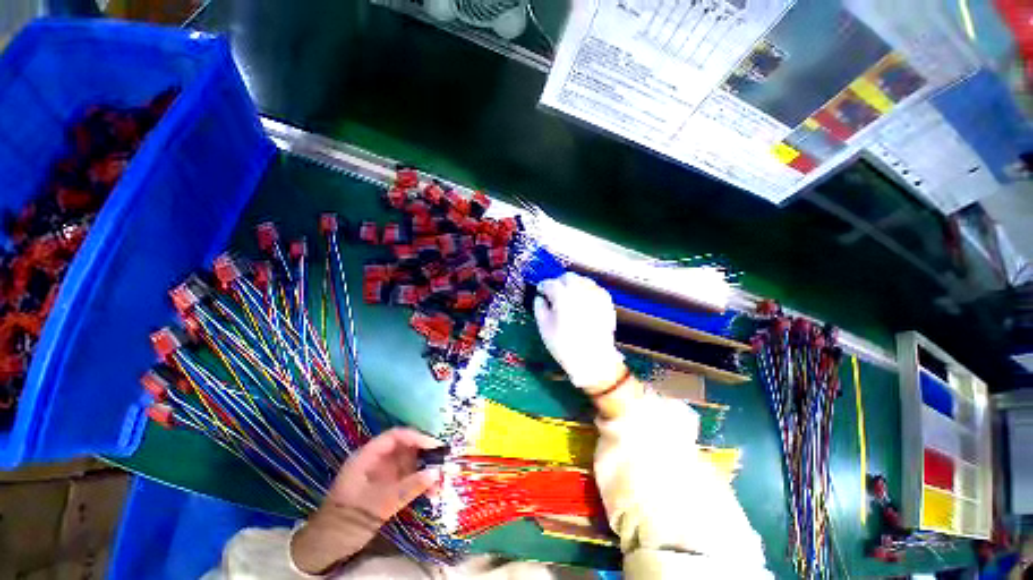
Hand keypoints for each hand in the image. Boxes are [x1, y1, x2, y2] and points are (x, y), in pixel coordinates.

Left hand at [290, 428, 442, 574]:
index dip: (416, 437)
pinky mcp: (385, 488)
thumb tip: (437, 473)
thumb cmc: (347, 521)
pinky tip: (430, 493)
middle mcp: (376, 461)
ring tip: (439, 485)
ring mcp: (381, 475)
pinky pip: (407, 479)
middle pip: (404, 449)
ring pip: (408, 464)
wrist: (325, 548)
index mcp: (367, 457)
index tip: (435, 446)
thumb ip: (408, 488)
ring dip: (424, 472)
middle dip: (424, 456)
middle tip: (443, 465)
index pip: (395, 437)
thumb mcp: (378, 505)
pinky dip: (419, 484)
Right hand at [534, 273, 624, 389]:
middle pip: (568, 277)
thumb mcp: (544, 327)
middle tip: (554, 293)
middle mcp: (580, 291)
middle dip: (559, 282)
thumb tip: (540, 298)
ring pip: (582, 281)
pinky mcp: (606, 302)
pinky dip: (586, 291)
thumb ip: (539, 307)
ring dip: (573, 285)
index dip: (543, 286)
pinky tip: (583, 301)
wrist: (593, 360)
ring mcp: (595, 295)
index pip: (550, 283)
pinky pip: (594, 289)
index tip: (541, 291)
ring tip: (569, 297)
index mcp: (563, 296)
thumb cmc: (565, 345)